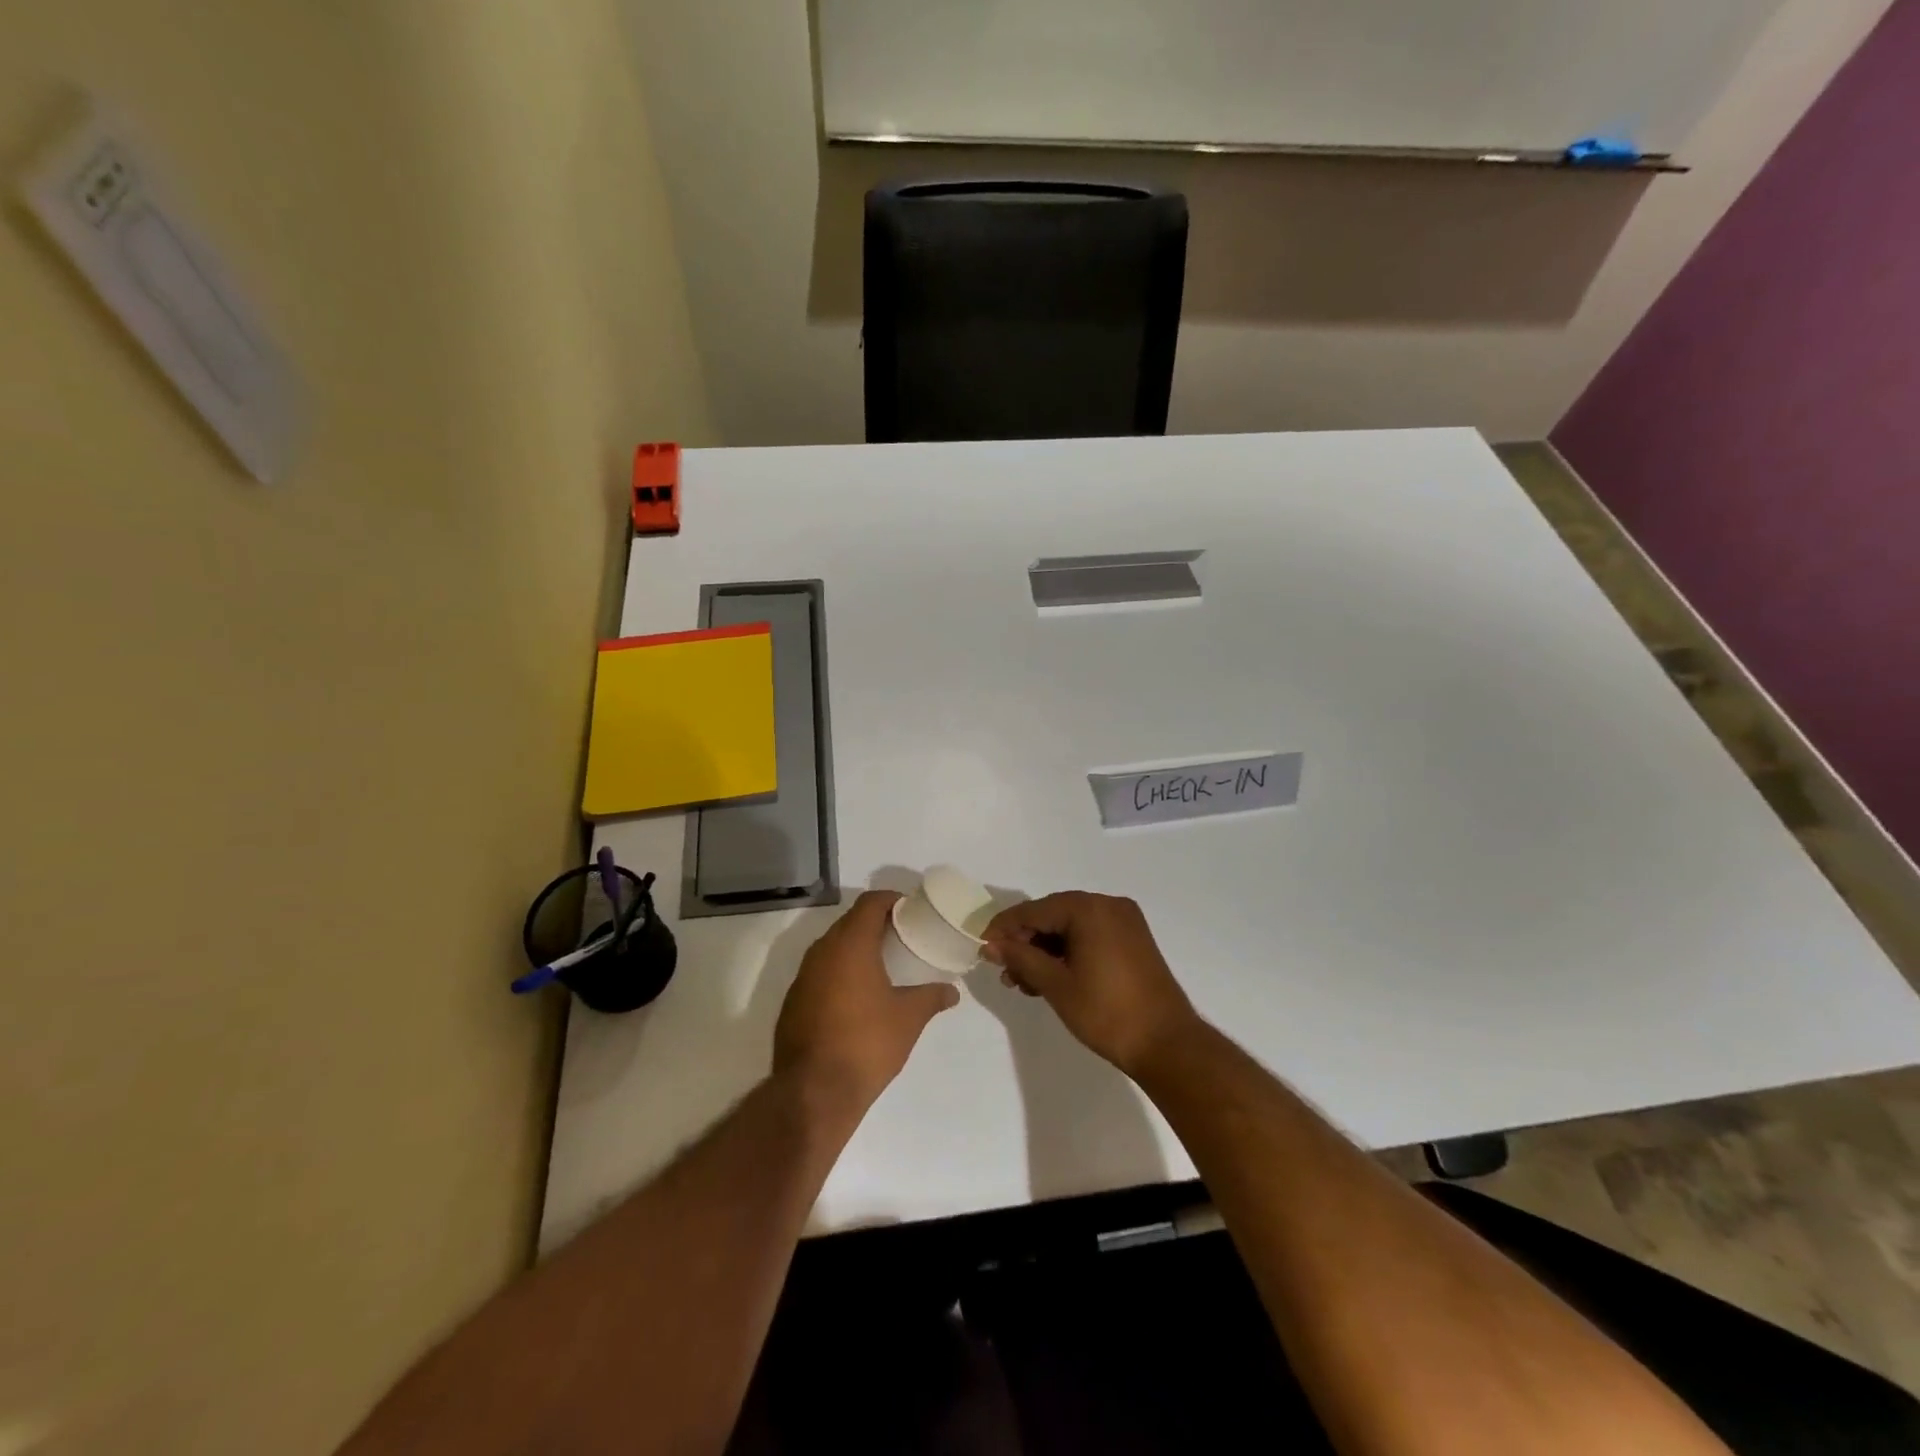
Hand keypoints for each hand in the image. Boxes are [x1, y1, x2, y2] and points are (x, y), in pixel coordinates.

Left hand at [774, 890, 959, 1118]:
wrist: (813, 1092)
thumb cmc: (866, 1044)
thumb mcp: (908, 1018)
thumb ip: (931, 997)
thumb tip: (952, 991)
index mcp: (850, 944)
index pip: (870, 903)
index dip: (891, 900)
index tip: (910, 910)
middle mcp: (822, 951)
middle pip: (849, 922)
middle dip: (874, 923)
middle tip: (901, 935)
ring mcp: (803, 976)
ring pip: (832, 947)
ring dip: (855, 947)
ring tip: (882, 963)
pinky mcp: (793, 1001)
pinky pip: (819, 972)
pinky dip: (839, 971)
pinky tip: (856, 994)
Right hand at [982, 892, 1199, 1077]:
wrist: (1167, 1045)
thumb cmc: (1106, 1012)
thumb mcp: (1056, 984)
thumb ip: (1021, 958)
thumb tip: (991, 945)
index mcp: (1090, 908)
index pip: (1035, 910)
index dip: (1005, 928)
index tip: (982, 947)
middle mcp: (1108, 905)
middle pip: (1053, 916)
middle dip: (1025, 942)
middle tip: (1003, 971)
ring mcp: (1125, 923)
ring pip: (1071, 928)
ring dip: (1045, 951)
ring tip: (1023, 983)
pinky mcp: (1133, 941)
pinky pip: (1090, 937)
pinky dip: (1068, 954)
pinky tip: (1049, 978)